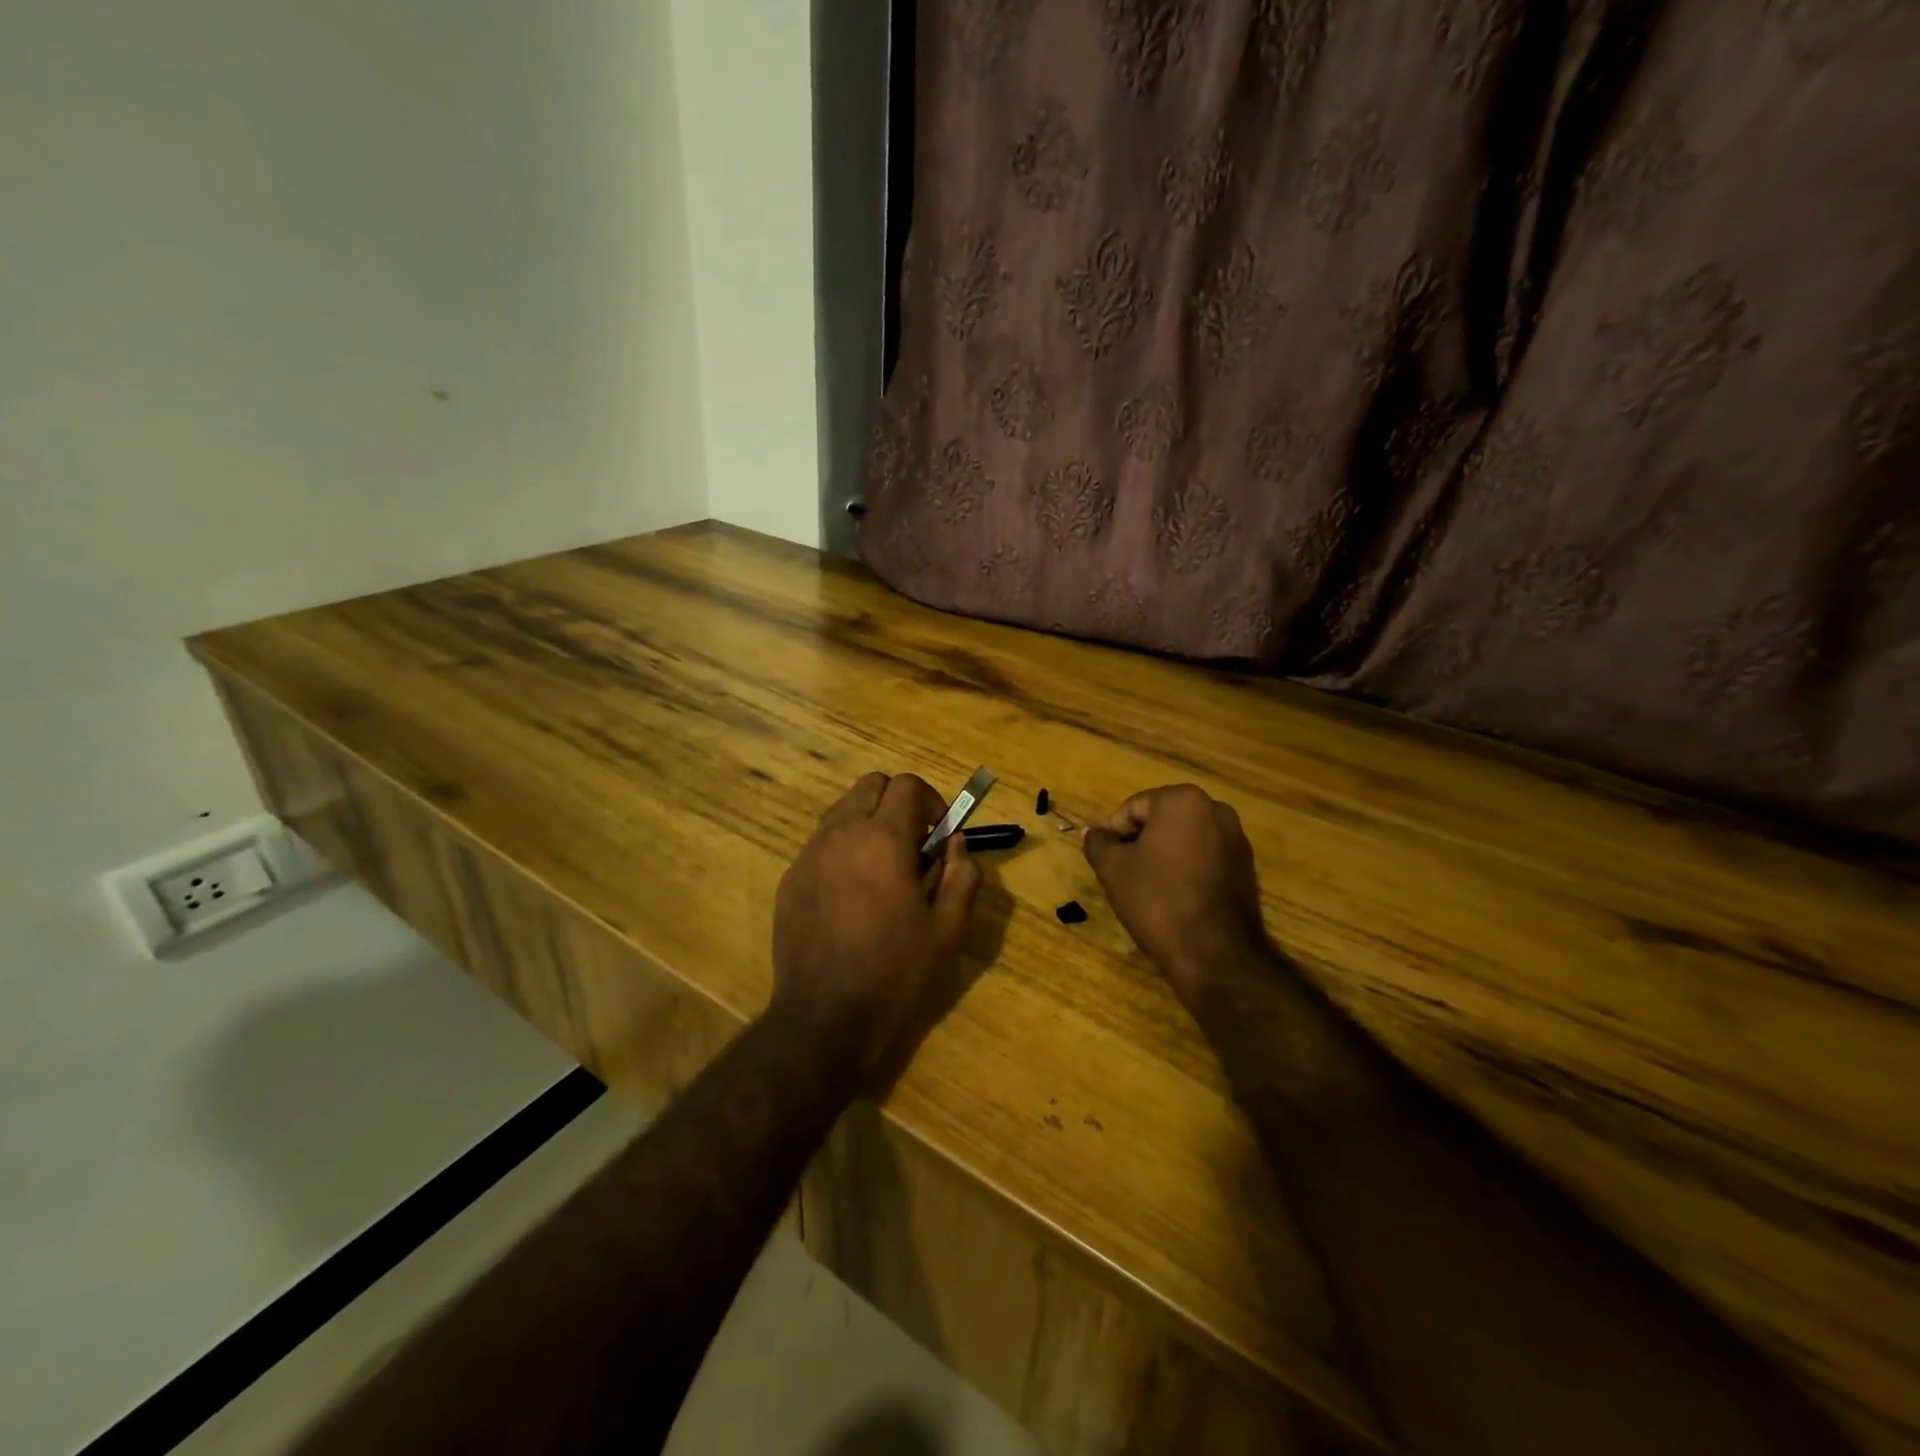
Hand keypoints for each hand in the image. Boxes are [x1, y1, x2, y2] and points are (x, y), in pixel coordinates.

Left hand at [772, 772, 981, 1079]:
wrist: (825, 1016)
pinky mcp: (791, 878)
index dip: (931, 801)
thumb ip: (963, 875)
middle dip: (898, 803)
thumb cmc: (896, 971)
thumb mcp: (948, 928)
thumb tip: (957, 844)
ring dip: (868, 822)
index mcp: (883, 839)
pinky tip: (851, 895)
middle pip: (871, 785)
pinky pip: (821, 843)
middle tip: (913, 845)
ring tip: (882, 869)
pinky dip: (842, 849)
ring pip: (842, 810)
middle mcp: (841, 833)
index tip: (939, 834)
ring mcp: (810, 854)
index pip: (907, 785)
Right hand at [1082, 784, 1270, 1002]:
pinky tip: (1175, 897)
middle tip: (1123, 875)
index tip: (1106, 863)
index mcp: (1183, 800)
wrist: (1214, 953)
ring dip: (1163, 856)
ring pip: (1183, 839)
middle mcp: (1215, 809)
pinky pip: (1204, 857)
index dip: (1113, 835)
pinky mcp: (1246, 866)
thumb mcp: (1112, 869)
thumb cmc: (1157, 900)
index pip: (1132, 809)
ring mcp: (1236, 838)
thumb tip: (1093, 832)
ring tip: (1148, 889)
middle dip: (1139, 843)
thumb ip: (1097, 842)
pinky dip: (1186, 869)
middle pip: (1160, 820)